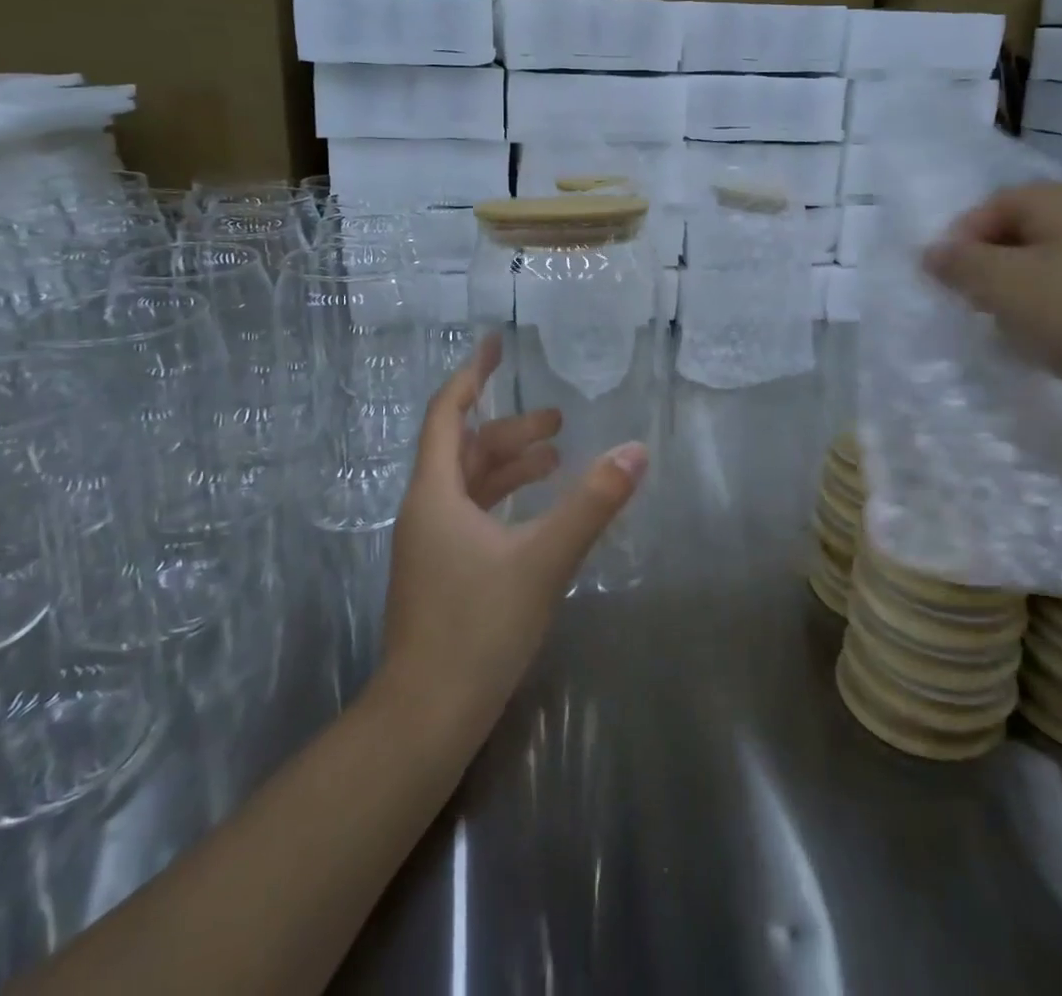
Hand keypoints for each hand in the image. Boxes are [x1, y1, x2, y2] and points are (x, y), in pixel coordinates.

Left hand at [378, 333, 645, 739]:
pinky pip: (472, 516)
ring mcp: (430, 546)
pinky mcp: (441, 574)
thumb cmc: (478, 629)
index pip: (448, 414)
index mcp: (435, 494)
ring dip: (509, 466)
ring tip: (556, 458)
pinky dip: (503, 500)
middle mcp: (426, 511)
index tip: (494, 344)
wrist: (426, 718)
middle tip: (558, 421)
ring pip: (469, 486)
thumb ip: (592, 504)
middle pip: (465, 450)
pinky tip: (534, 513)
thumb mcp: (544, 559)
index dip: (471, 375)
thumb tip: (636, 451)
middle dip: (510, 429)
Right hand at [923, 182, 1061, 445]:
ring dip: (1026, 298)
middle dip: (991, 272)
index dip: (959, 242)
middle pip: (1023, 235)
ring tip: (1021, 335)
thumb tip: (933, 252)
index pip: (990, 206)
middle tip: (978, 311)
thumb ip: (961, 265)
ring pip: (1055, 268)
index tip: (946, 286)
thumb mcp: (1006, 287)